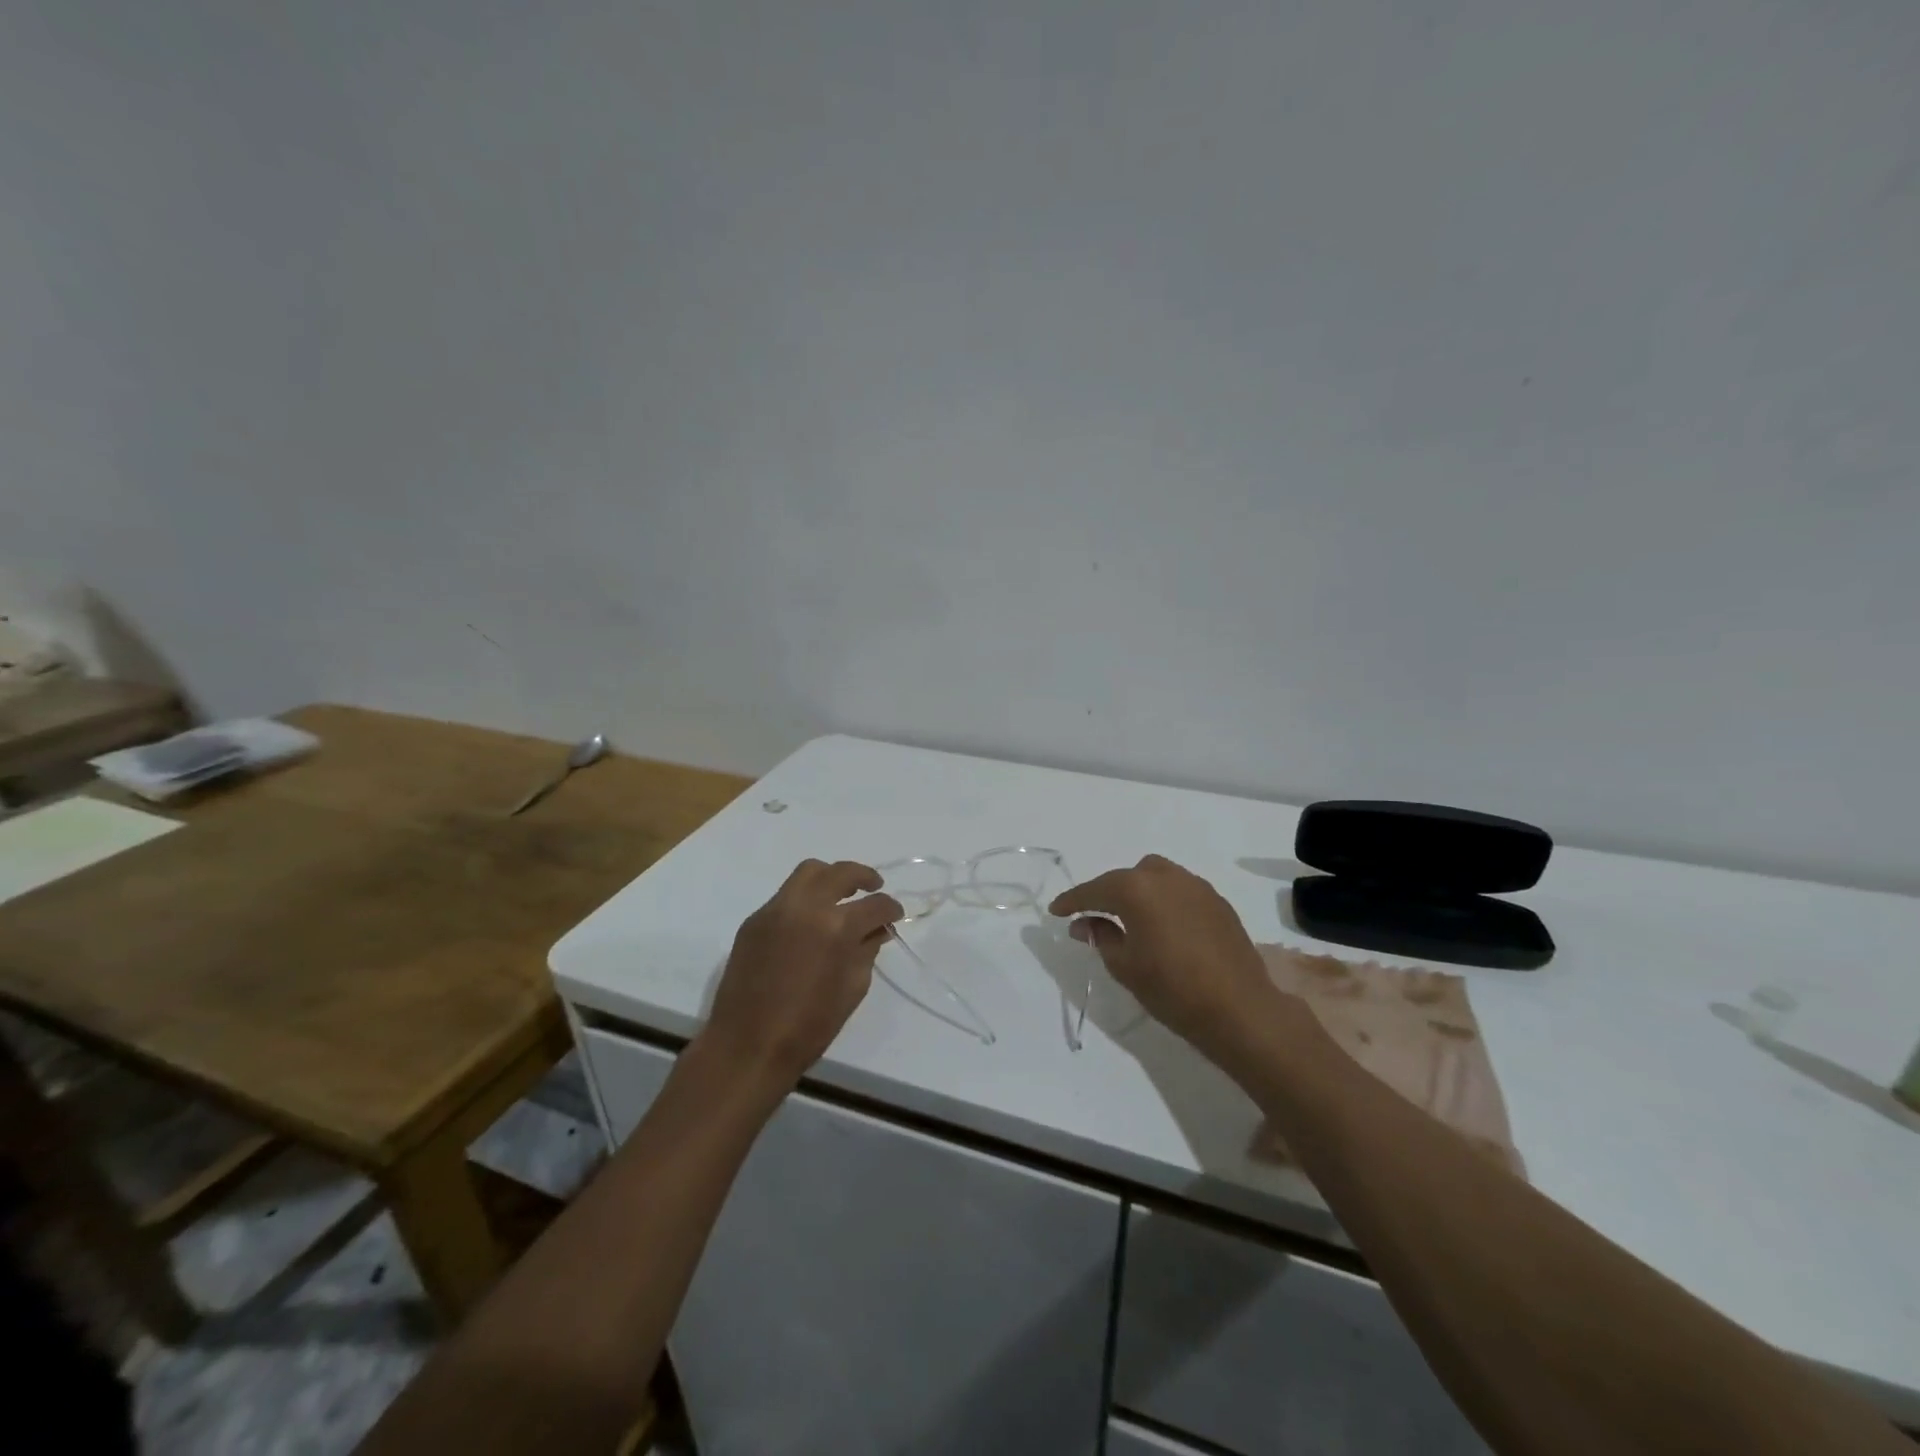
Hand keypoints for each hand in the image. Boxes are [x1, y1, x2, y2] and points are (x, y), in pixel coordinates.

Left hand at [701, 859, 904, 1088]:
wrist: (747, 1046)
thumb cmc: (809, 1027)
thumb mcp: (853, 989)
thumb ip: (867, 951)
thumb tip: (876, 930)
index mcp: (837, 928)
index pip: (875, 905)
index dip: (891, 909)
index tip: (895, 916)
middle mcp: (806, 907)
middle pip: (841, 872)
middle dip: (864, 877)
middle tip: (874, 888)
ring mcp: (776, 909)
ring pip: (809, 872)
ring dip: (831, 877)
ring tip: (841, 894)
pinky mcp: (754, 920)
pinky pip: (785, 896)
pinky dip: (804, 899)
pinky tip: (809, 921)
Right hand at [1049, 854, 1281, 1059]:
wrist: (1240, 1009)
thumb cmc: (1172, 990)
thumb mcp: (1124, 966)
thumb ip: (1100, 936)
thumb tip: (1084, 922)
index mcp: (1136, 890)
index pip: (1095, 890)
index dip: (1072, 901)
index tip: (1055, 911)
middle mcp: (1166, 877)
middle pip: (1127, 877)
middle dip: (1107, 893)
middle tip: (1094, 916)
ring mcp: (1196, 886)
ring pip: (1156, 877)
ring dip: (1138, 892)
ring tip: (1131, 918)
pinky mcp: (1217, 901)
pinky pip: (1180, 890)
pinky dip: (1164, 900)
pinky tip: (1164, 925)